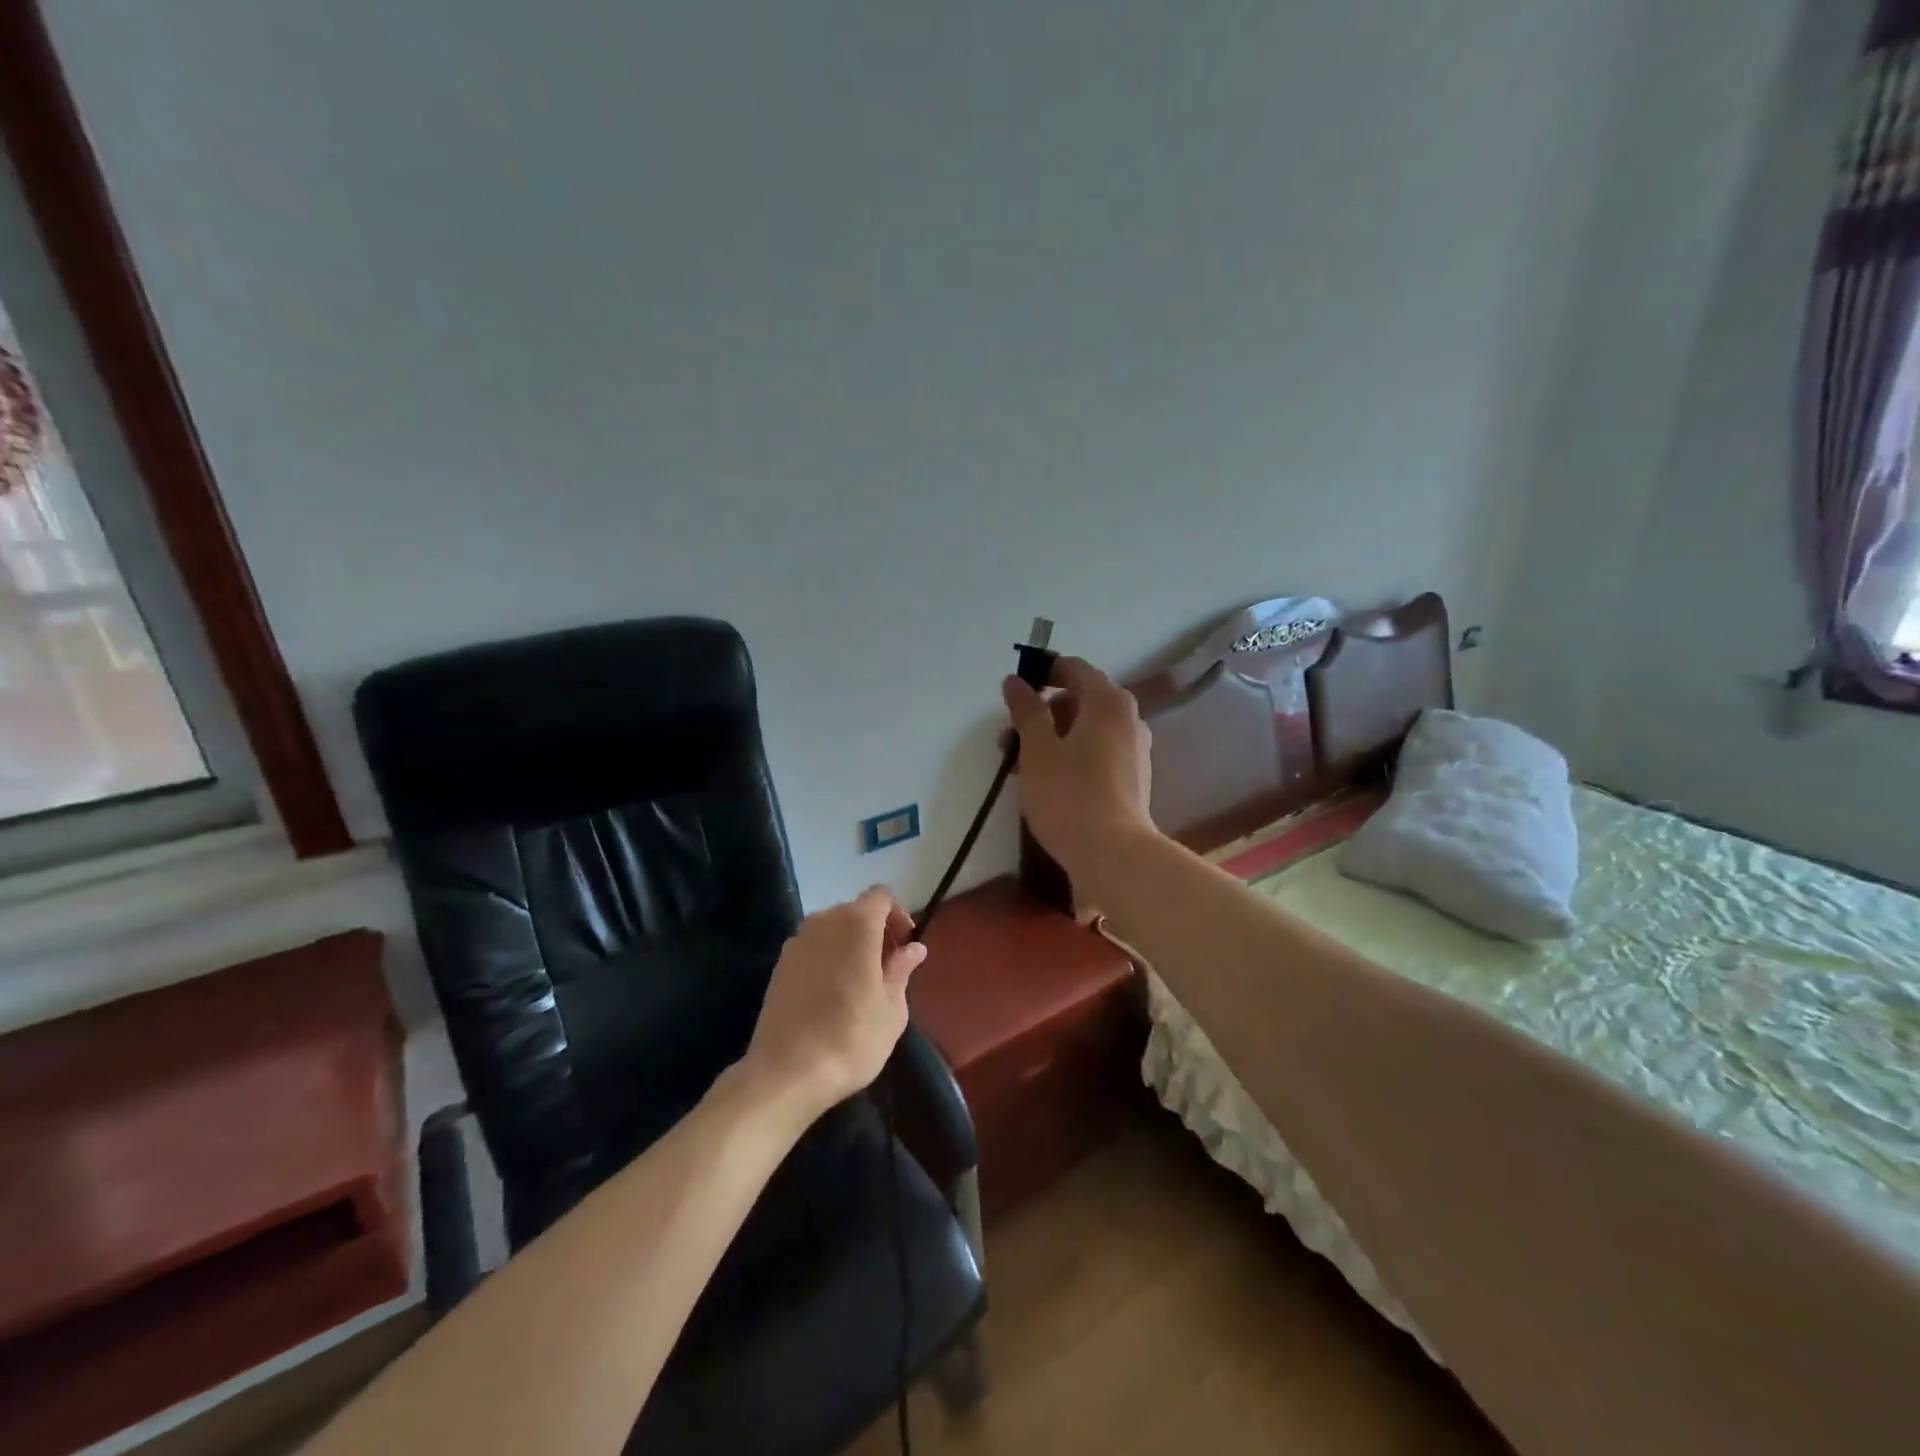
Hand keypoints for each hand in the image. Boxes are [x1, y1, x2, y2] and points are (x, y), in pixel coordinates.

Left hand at [739, 886, 927, 1121]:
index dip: (898, 916)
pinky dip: (828, 960)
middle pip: (856, 911)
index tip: (905, 948)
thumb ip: (902, 969)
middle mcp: (823, 922)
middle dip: (876, 932)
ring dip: (850, 946)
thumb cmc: (851, 1038)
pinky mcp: (779, 966)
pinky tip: (832, 997)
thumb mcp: (892, 1008)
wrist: (786, 1073)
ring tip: (861, 985)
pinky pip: (813, 949)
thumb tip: (913, 948)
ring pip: (832, 930)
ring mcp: (797, 942)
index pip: (881, 896)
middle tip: (889, 969)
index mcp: (856, 924)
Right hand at [1002, 655, 1155, 881]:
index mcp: (1107, 702)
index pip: (1074, 668)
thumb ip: (1026, 710)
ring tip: (1020, 766)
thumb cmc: (1069, 794)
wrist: (1113, 855)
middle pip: (1080, 699)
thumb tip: (1015, 681)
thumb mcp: (1037, 749)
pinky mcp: (1133, 777)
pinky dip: (1072, 754)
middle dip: (1042, 712)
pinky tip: (1048, 781)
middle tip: (1009, 738)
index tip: (1014, 694)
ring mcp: (1135, 749)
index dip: (1042, 673)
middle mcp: (1128, 718)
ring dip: (1053, 736)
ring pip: (1088, 728)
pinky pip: (1098, 751)